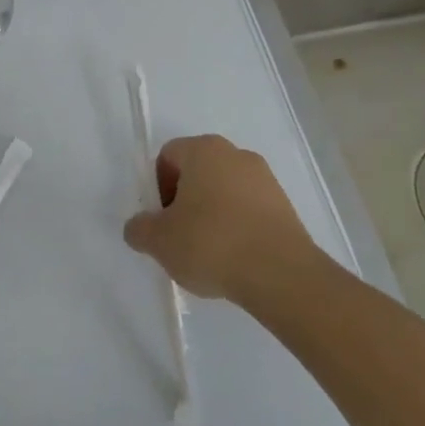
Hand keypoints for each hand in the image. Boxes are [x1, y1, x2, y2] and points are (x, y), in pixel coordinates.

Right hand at [124, 134, 328, 305]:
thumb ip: (140, 229)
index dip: (158, 187)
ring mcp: (266, 179)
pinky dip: (238, 227)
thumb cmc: (212, 244)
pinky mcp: (286, 206)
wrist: (282, 275)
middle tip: (180, 236)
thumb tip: (138, 227)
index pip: (168, 156)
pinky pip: (249, 210)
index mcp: (203, 150)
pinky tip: (235, 258)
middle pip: (197, 172)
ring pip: (225, 191)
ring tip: (210, 253)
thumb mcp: (159, 241)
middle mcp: (236, 154)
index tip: (162, 220)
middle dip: (185, 200)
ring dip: (212, 214)